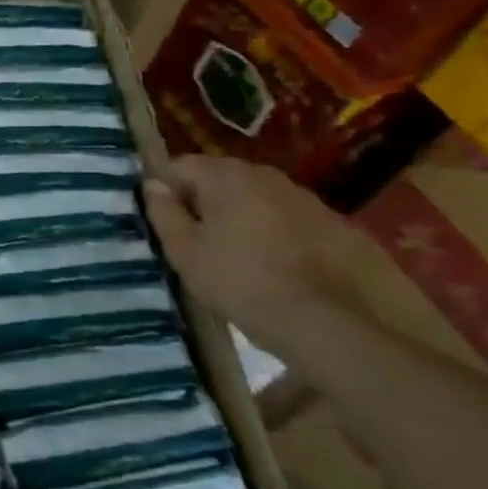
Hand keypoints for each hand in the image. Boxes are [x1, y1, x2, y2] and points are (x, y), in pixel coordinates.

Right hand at [142, 156, 369, 358]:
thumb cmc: (239, 281)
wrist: (325, 322)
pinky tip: (276, 263)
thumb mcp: (183, 250)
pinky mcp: (334, 223)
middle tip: (199, 240)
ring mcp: (304, 197)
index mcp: (225, 176)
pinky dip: (276, 231)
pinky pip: (288, 217)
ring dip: (242, 215)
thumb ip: (163, 211)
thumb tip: (153, 184)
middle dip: (206, 201)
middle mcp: (265, 175)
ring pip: (256, 197)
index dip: (167, 191)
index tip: (168, 223)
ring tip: (239, 253)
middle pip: (221, 178)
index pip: (180, 166)